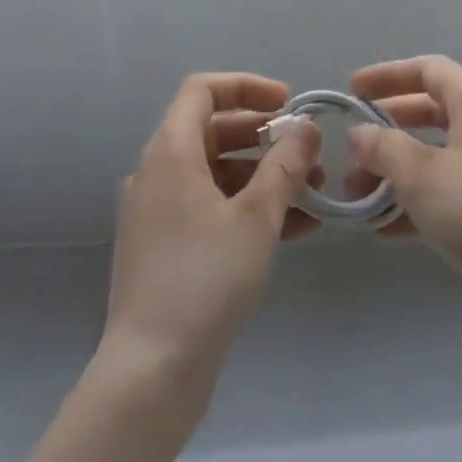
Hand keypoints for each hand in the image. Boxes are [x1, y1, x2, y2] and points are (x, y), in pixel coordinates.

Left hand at [101, 73, 321, 377]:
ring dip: (262, 175)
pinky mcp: (162, 249)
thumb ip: (285, 165)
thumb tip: (307, 128)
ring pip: (215, 173)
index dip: (246, 87)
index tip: (286, 103)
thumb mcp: (257, 216)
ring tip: (311, 192)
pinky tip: (293, 228)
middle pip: (212, 130)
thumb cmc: (205, 279)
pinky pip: (208, 209)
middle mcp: (156, 173)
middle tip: (305, 150)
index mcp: (170, 152)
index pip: (203, 90)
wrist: (149, 375)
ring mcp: (156, 213)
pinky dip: (246, 208)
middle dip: (264, 136)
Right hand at [346, 55, 461, 297]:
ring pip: (434, 156)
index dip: (387, 75)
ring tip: (358, 196)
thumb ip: (384, 148)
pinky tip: (385, 230)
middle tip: (350, 150)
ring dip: (395, 171)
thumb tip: (358, 133)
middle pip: (428, 112)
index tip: (352, 90)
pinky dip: (415, 202)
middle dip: (386, 130)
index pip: (426, 70)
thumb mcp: (422, 174)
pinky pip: (445, 192)